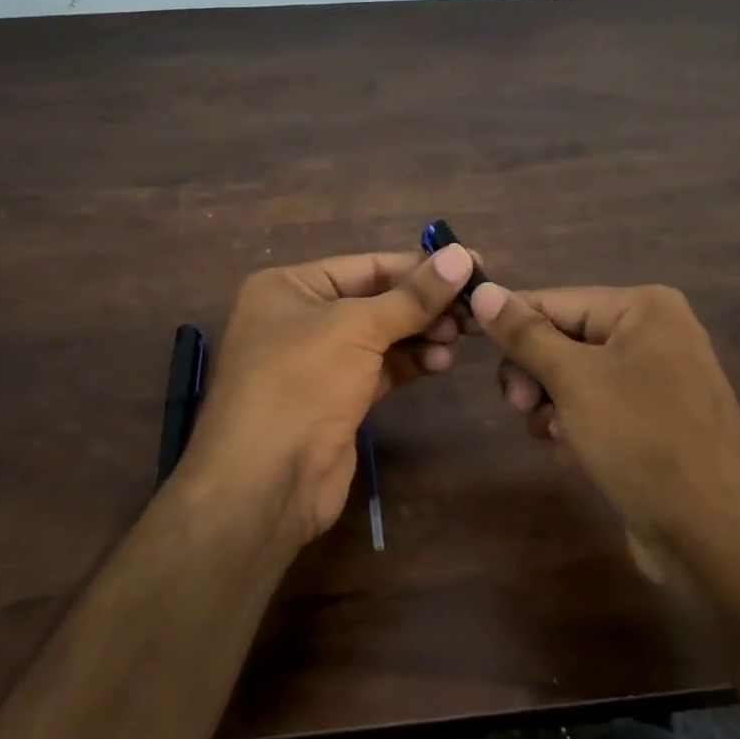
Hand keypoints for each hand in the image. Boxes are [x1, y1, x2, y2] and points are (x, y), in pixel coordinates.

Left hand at [179, 245, 477, 545]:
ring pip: (382, 336)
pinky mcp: (337, 399)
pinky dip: (411, 362)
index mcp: (289, 287)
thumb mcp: (357, 327)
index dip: (419, 266)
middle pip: (377, 300)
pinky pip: (381, 368)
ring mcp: (318, 362)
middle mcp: (301, 318)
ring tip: (460, 336)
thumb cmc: (301, 382)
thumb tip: (462, 256)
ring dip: (423, 334)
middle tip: (475, 306)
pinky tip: (441, 362)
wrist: (264, 483)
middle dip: (424, 304)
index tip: (471, 264)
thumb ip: (413, 296)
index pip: (366, 265)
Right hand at [468, 282, 739, 582]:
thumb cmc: (642, 441)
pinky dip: (575, 426)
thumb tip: (483, 291)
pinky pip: (595, 407)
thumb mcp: (574, 380)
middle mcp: (653, 334)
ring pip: (572, 377)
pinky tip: (575, 453)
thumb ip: (525, 334)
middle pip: (562, 338)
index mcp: (644, 308)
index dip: (509, 324)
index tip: (465, 344)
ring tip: (556, 437)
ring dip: (551, 405)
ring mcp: (656, 380)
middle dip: (534, 373)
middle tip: (519, 404)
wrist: (715, 537)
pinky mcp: (652, 422)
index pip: (553, 300)